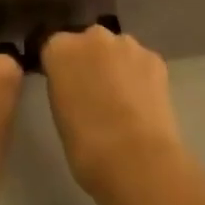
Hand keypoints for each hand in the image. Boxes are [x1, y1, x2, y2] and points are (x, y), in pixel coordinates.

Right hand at [40, 26, 204, 204]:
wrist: (143, 167)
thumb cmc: (88, 151)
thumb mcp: (61, 121)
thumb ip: (64, 92)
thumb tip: (73, 89)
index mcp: (61, 49)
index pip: (49, 44)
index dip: (54, 67)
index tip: (58, 89)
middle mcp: (94, 36)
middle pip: (84, 43)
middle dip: (86, 63)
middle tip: (89, 101)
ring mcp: (128, 47)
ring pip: (114, 53)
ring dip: (113, 70)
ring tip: (118, 110)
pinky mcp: (156, 63)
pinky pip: (138, 66)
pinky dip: (136, 80)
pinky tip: (140, 111)